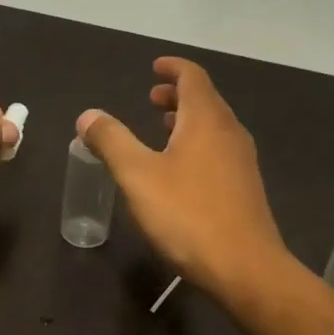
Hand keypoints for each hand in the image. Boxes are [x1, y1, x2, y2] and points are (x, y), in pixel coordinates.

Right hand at [76, 58, 288, 297]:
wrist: (244, 267)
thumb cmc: (188, 215)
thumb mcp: (138, 176)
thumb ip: (111, 141)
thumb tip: (88, 115)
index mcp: (206, 120)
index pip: (193, 77)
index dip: (173, 68)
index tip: (154, 67)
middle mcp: (229, 132)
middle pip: (205, 100)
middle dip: (177, 94)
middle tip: (151, 98)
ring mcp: (242, 161)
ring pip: (213, 126)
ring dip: (187, 120)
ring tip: (161, 128)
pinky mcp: (245, 187)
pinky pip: (219, 149)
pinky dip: (197, 143)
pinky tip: (180, 168)